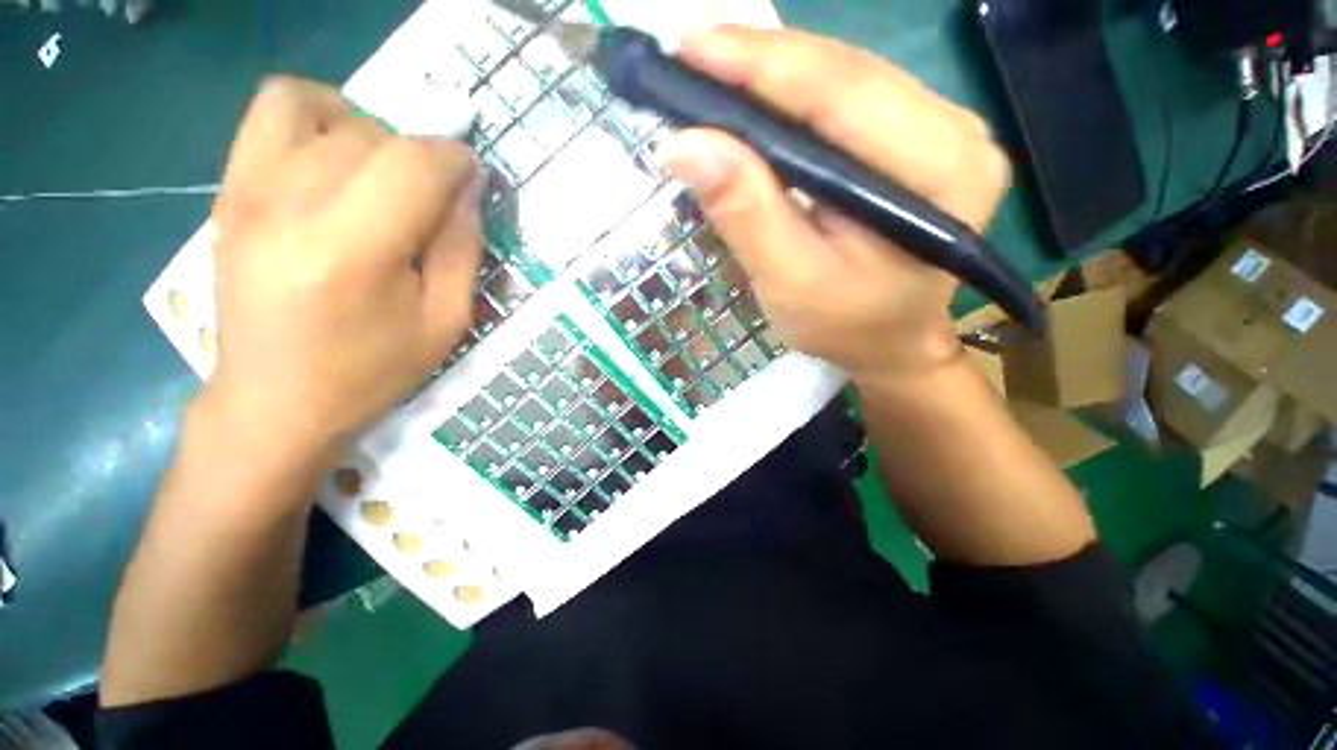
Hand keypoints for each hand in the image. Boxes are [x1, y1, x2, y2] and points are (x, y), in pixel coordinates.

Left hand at [204, 77, 481, 459]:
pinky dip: (317, 116)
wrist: (275, 400)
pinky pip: (272, 111)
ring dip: (373, 134)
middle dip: (421, 158)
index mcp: (352, 251)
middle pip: (375, 135)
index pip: (415, 164)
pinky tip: (335, 159)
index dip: (456, 162)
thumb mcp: (445, 321)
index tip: (472, 180)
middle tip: (431, 201)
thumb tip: (466, 189)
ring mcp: (248, 191)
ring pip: (324, 109)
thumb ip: (462, 248)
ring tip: (384, 177)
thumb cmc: (371, 370)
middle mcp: (290, 206)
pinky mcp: (230, 190)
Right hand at [660, 27, 1010, 381]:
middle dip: (761, 61)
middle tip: (690, 54)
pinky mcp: (921, 136)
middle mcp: (956, 132)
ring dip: (775, 72)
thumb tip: (686, 144)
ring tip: (714, 70)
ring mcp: (945, 128)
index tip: (690, 49)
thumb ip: (746, 213)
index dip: (761, 65)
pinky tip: (758, 95)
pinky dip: (797, 93)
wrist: (892, 342)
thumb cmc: (845, 326)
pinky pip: (850, 98)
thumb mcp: (789, 283)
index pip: (841, 95)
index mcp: (938, 174)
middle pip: (846, 74)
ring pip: (846, 77)